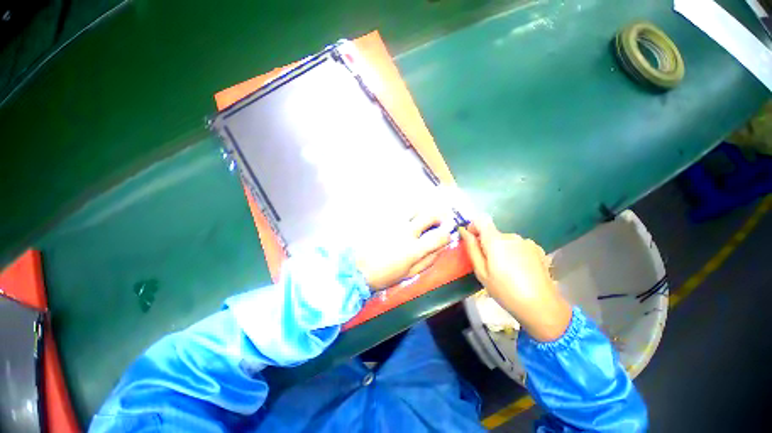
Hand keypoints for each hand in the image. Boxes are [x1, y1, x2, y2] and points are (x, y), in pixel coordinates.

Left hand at [354, 210, 452, 289]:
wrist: (356, 268)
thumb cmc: (383, 275)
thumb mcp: (408, 274)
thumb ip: (427, 261)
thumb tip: (441, 249)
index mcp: (414, 249)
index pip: (439, 237)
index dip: (447, 234)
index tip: (446, 234)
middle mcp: (406, 232)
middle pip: (429, 216)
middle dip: (439, 216)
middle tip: (438, 220)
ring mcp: (393, 222)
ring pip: (414, 207)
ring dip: (422, 209)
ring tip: (421, 215)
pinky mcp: (382, 217)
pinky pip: (398, 207)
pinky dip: (406, 209)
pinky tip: (404, 215)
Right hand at [459, 215, 571, 341]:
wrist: (542, 306)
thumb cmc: (505, 291)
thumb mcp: (482, 272)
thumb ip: (472, 249)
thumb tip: (464, 231)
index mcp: (496, 241)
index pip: (481, 221)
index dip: (473, 227)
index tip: (471, 241)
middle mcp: (512, 236)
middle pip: (493, 233)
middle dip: (487, 244)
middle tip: (488, 265)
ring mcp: (527, 242)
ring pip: (505, 240)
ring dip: (501, 249)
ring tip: (505, 270)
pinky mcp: (537, 249)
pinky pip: (518, 246)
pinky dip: (514, 253)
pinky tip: (519, 270)